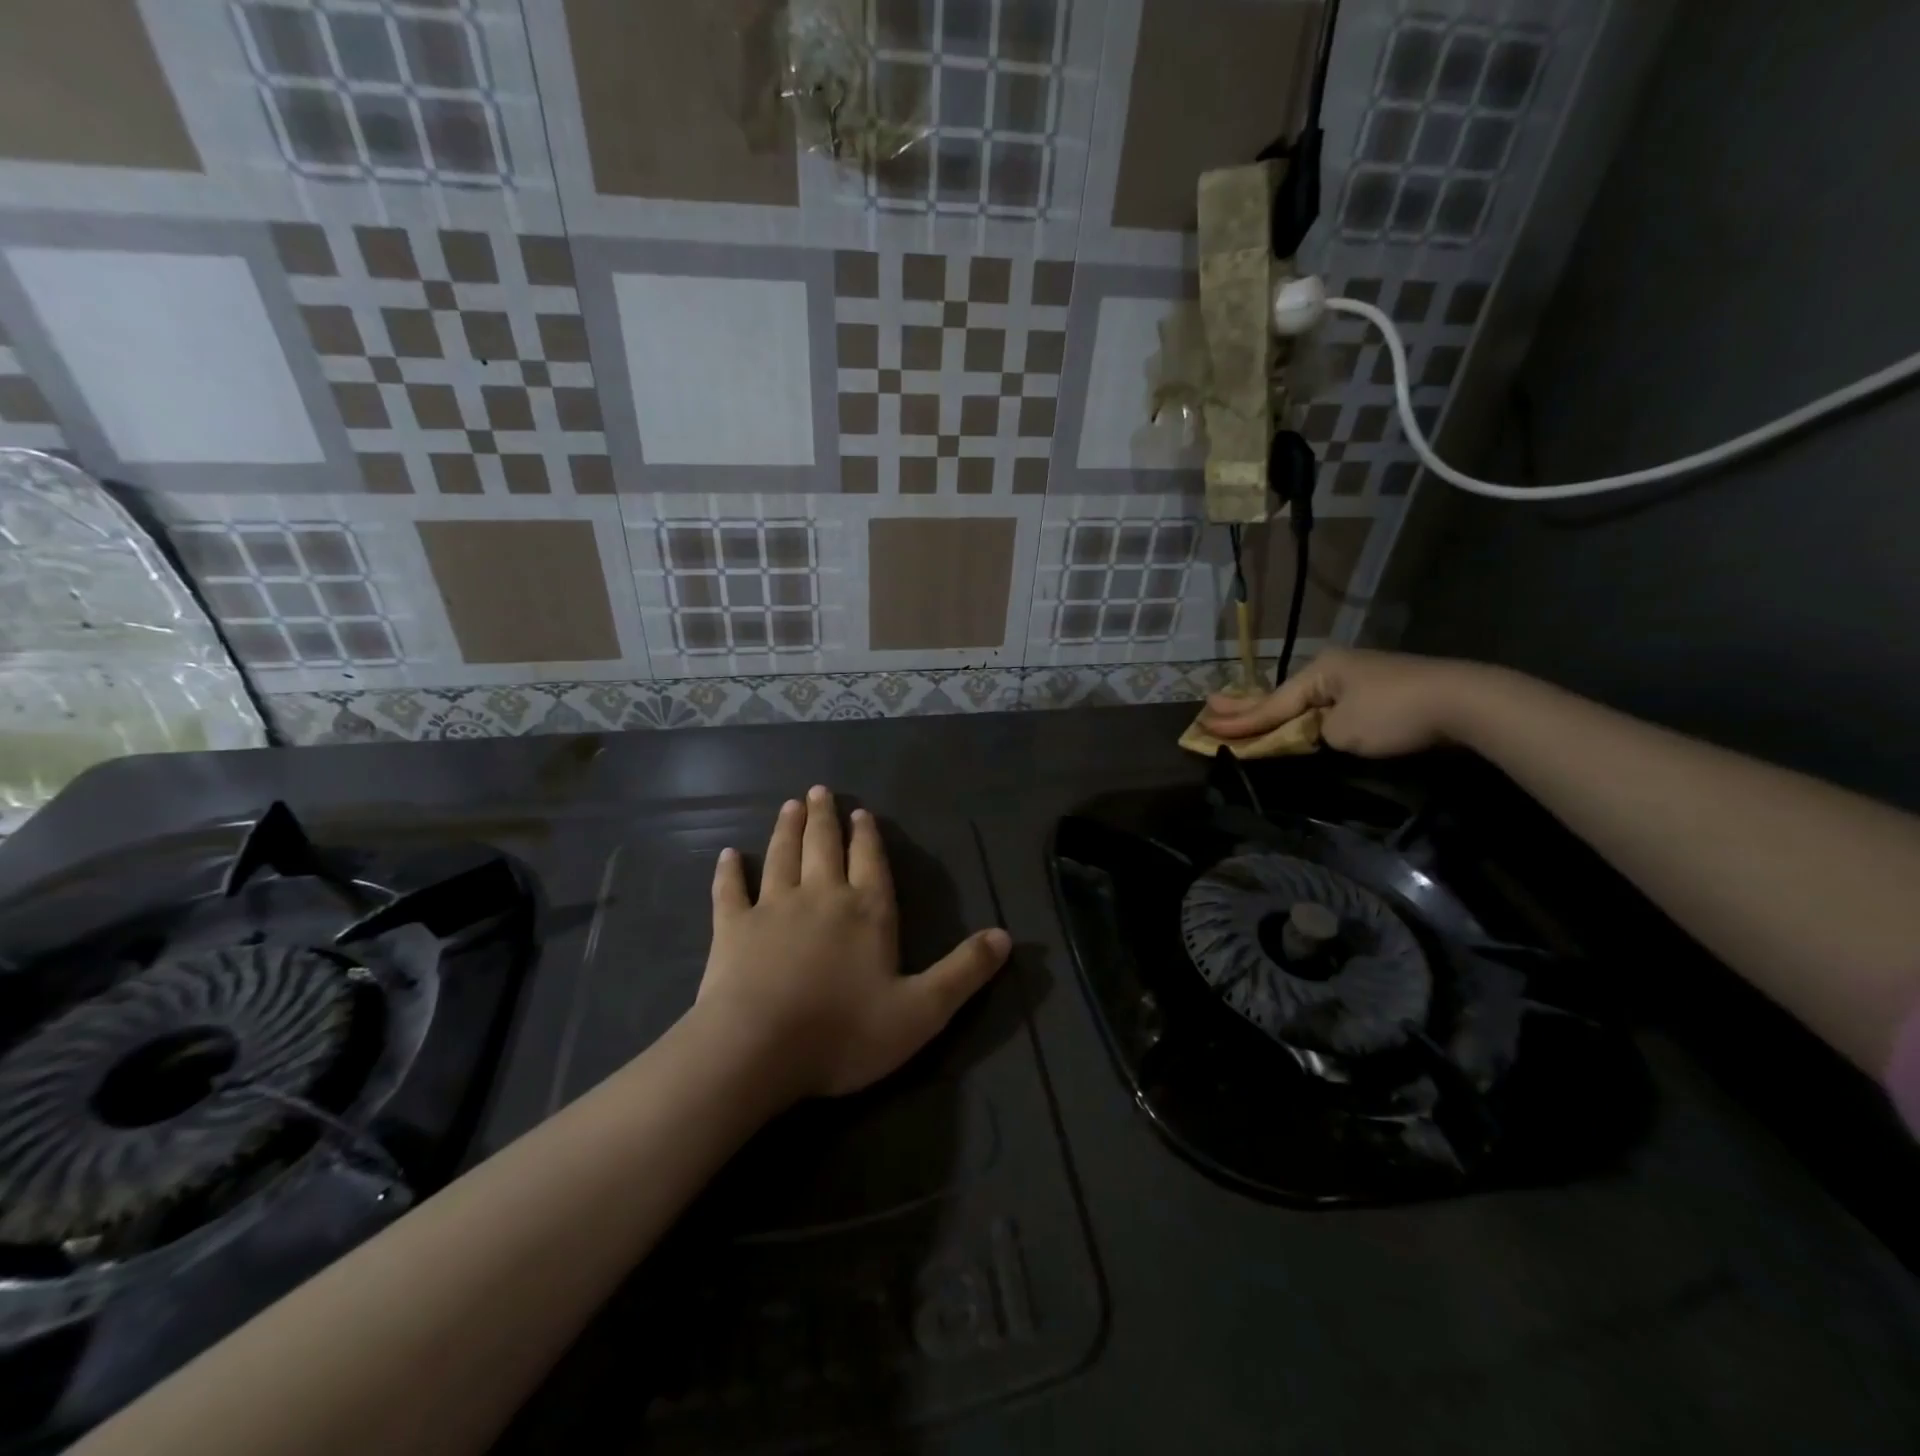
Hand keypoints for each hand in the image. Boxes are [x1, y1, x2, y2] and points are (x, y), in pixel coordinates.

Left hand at [694, 786, 1010, 1101]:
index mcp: (867, 912)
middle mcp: (821, 896)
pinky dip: (730, 872)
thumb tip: (1007, 936)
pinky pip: (730, 891)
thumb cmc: (844, 1032)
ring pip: (782, 857)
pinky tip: (728, 855)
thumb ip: (964, 971)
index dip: (867, 837)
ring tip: (790, 806)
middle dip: (825, 818)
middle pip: (824, 847)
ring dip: (787, 830)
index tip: (860, 813)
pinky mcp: (732, 928)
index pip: (870, 863)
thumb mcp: (922, 1011)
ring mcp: (773, 908)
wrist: (758, 1049)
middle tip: (819, 790)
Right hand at [1198, 647, 1484, 758]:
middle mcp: (1334, 668)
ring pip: (1305, 699)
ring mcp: (1359, 677)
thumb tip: (1306, 734)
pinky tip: (1293, 713)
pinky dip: (1304, 713)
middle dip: (1246, 707)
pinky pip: (1328, 704)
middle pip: (1282, 695)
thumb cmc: (1393, 714)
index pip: (1271, 704)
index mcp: (1320, 671)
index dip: (1239, 721)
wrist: (1466, 703)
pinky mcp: (1380, 690)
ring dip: (1275, 709)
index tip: (1207, 726)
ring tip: (1241, 712)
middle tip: (1209, 707)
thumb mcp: (1341, 731)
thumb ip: (1309, 734)